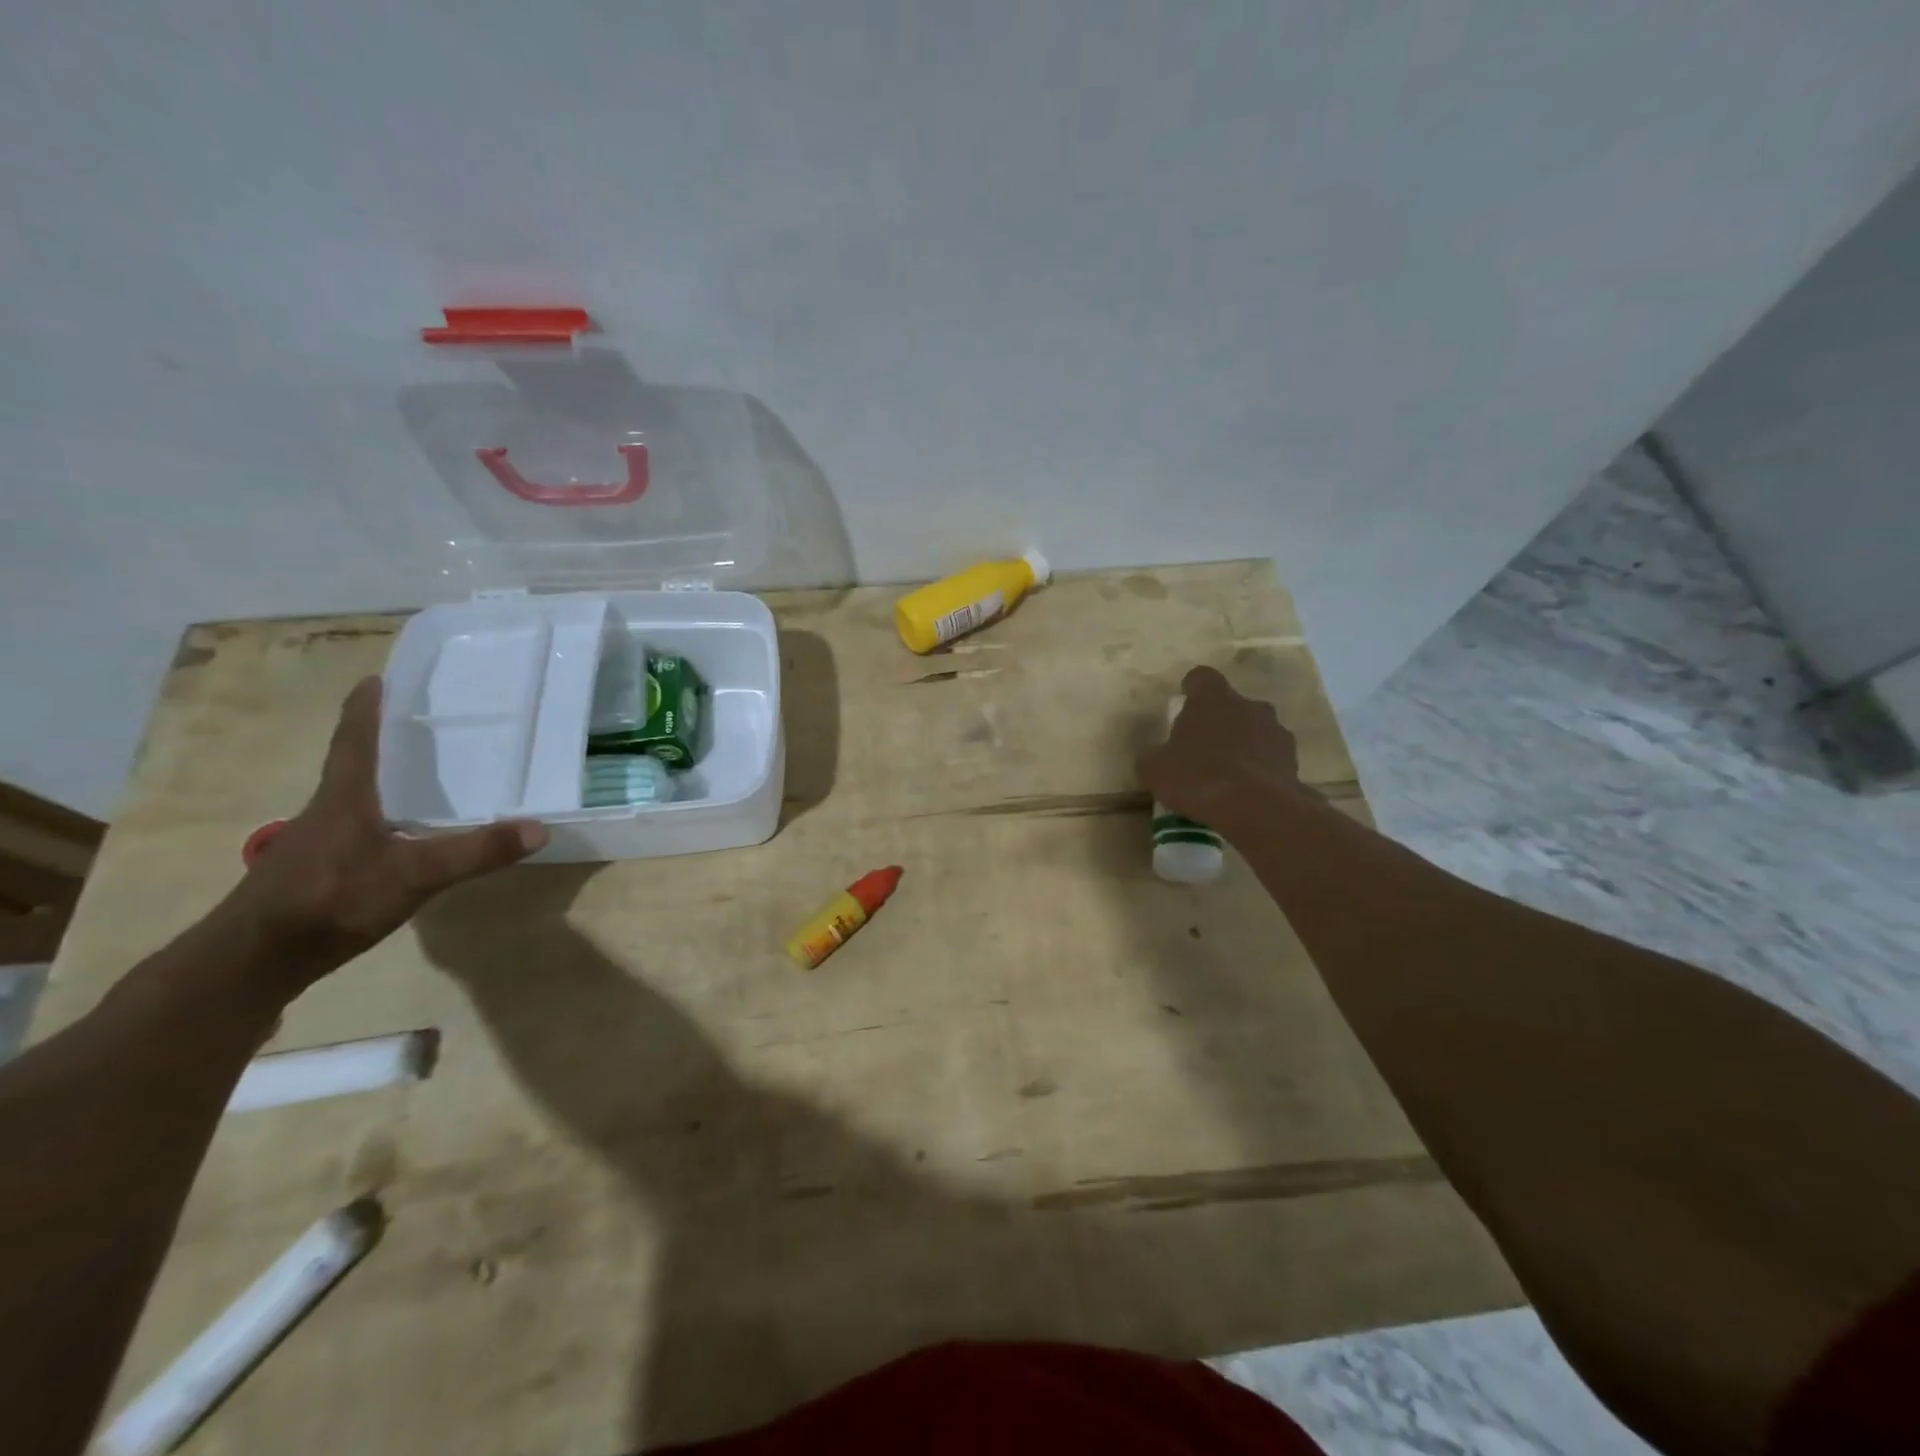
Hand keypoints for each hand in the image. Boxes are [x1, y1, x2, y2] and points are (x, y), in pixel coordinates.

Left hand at [220, 677, 546, 987]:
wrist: (251, 963)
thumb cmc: (329, 901)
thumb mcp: (414, 876)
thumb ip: (475, 852)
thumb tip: (539, 828)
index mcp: (345, 798)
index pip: (355, 739)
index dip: (366, 708)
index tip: (375, 677)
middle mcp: (327, 811)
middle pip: (355, 764)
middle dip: (382, 740)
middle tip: (418, 722)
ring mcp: (317, 843)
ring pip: (355, 799)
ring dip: (382, 781)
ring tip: (420, 775)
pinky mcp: (317, 872)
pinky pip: (357, 830)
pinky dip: (381, 818)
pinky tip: (402, 836)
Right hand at [1136, 666, 1314, 829]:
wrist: (1256, 808)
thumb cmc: (1198, 777)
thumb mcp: (1154, 769)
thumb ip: (1153, 756)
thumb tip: (1155, 756)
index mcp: (1212, 698)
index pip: (1201, 678)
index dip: (1191, 690)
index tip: (1184, 704)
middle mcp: (1249, 705)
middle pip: (1231, 705)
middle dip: (1218, 722)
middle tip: (1201, 748)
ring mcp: (1276, 731)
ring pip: (1254, 730)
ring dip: (1242, 745)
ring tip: (1226, 775)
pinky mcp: (1293, 760)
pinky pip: (1270, 758)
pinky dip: (1259, 769)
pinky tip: (1245, 792)